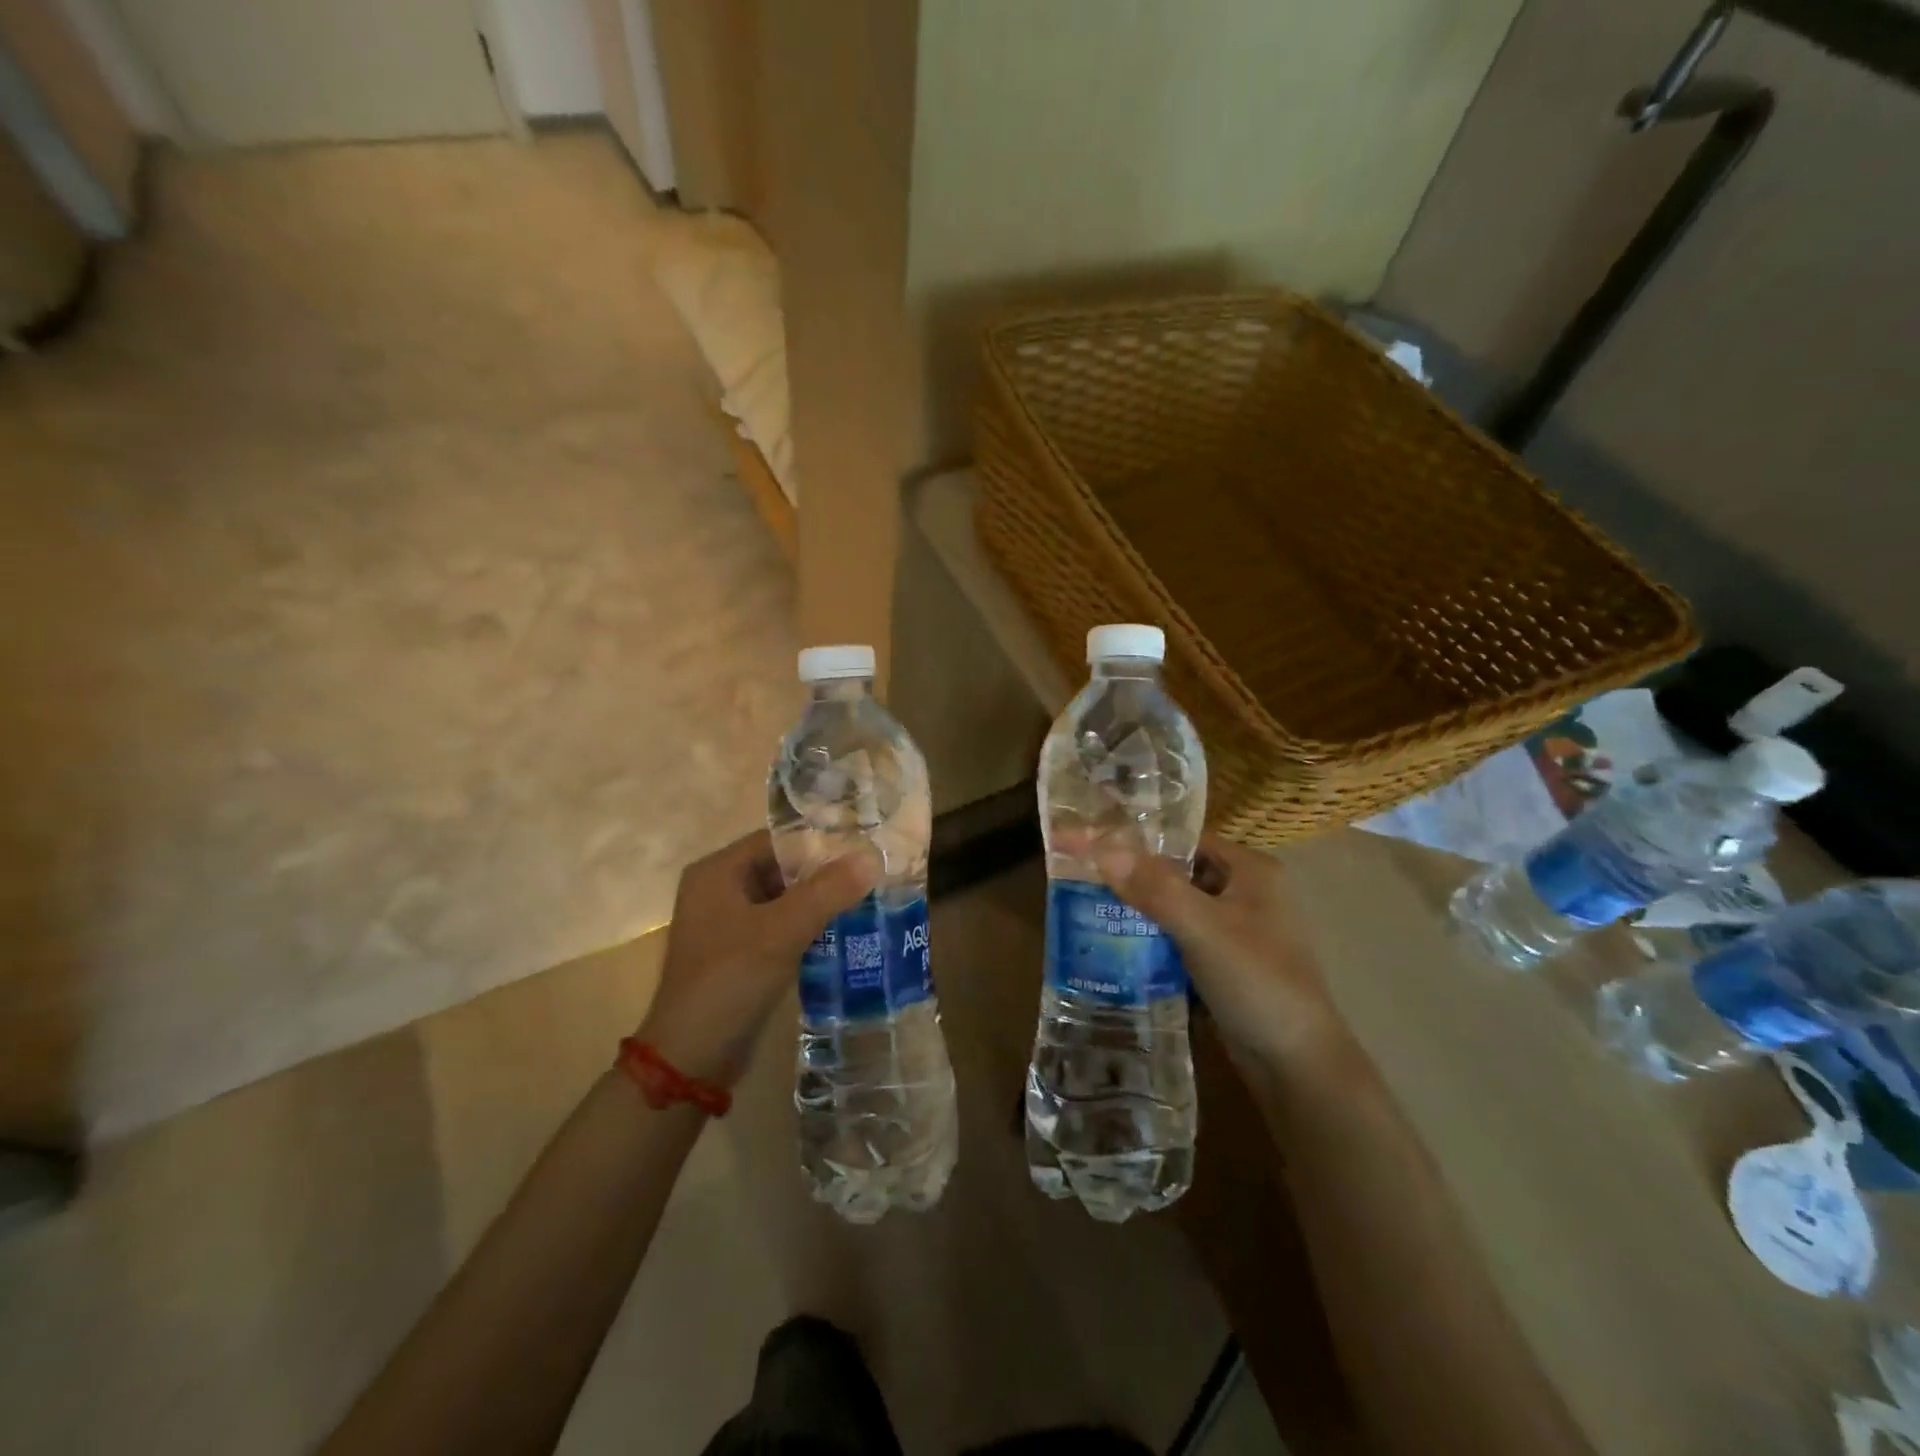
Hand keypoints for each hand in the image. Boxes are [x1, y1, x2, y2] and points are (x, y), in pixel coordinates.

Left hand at [637, 830, 877, 1087]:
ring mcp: (727, 924)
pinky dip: (807, 928)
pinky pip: (779, 928)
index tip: (862, 851)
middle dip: (823, 874)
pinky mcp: (738, 954)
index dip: (819, 843)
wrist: (692, 1058)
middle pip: (781, 868)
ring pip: (783, 900)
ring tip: (866, 902)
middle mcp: (718, 890)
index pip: (777, 840)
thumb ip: (827, 891)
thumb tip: (871, 857)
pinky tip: (842, 934)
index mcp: (717, 872)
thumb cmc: (730, 980)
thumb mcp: (782, 931)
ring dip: (819, 902)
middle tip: (871, 877)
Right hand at [1101, 834, 1355, 1075]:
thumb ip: (1154, 888)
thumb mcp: (1203, 929)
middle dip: (1135, 878)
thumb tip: (1102, 848)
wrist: (1297, 1066)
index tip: (1094, 847)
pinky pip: (1181, 938)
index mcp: (1252, 870)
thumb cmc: (1257, 983)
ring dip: (1141, 910)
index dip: (1140, 841)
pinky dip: (1153, 939)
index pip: (1185, 840)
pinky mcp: (1226, 963)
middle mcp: (1247, 892)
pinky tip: (1117, 945)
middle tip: (1084, 880)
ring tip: (1089, 910)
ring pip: (1177, 907)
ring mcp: (1237, 930)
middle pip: (1179, 873)